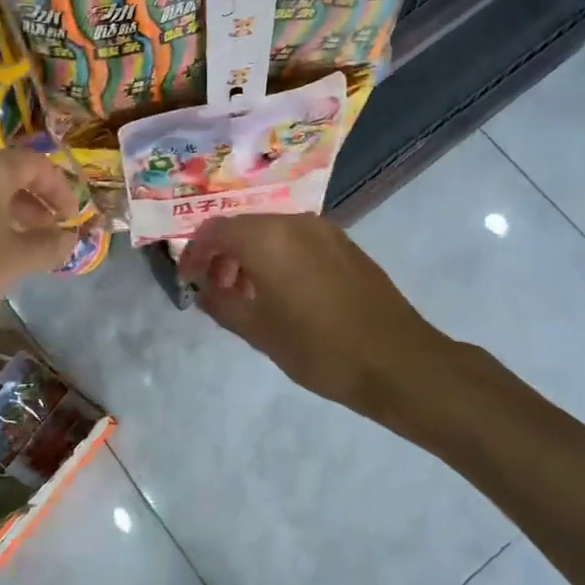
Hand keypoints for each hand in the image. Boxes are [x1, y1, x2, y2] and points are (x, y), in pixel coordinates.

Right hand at [177, 214, 450, 413]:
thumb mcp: (258, 332)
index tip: (187, 279)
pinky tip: (282, 293)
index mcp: (267, 238)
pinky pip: (298, 241)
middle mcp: (295, 223)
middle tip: (215, 291)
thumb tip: (203, 289)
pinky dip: (278, 258)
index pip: (215, 230)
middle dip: (223, 254)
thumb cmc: (319, 349)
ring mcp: (325, 231)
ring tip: (247, 296)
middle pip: (244, 227)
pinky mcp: (346, 246)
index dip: (194, 253)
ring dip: (251, 256)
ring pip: (272, 233)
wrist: (397, 362)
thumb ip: (221, 303)